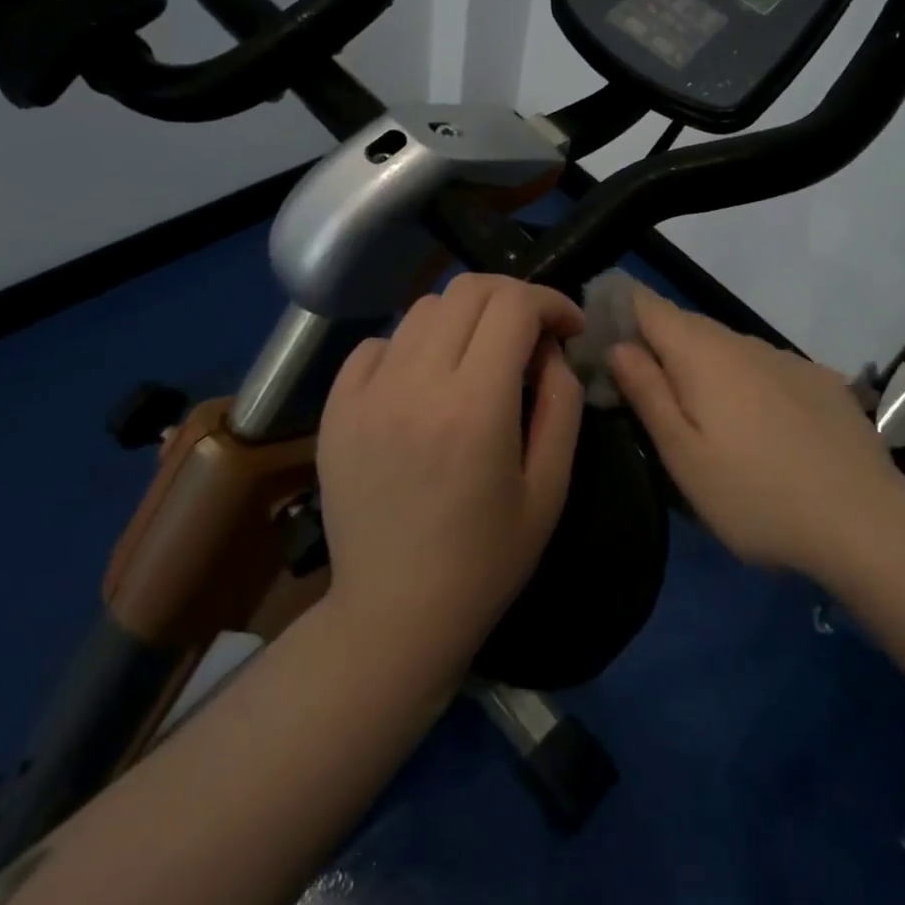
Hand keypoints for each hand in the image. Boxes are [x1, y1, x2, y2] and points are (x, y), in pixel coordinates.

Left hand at [315, 274, 585, 681]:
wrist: (394, 614)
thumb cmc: (486, 559)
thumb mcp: (551, 487)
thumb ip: (562, 403)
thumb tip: (550, 349)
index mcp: (475, 407)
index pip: (514, 305)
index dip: (551, 301)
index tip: (569, 327)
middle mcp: (415, 385)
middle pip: (468, 290)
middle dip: (513, 297)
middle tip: (532, 333)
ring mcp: (366, 394)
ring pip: (424, 308)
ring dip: (466, 317)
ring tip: (481, 356)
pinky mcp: (336, 409)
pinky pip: (378, 343)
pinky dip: (414, 344)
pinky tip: (427, 382)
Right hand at [608, 284, 903, 577]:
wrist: (864, 520)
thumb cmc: (754, 495)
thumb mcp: (683, 455)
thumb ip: (647, 392)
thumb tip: (619, 345)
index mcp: (702, 354)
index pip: (650, 306)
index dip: (622, 309)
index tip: (602, 334)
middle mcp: (744, 342)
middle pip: (688, 326)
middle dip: (661, 345)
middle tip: (645, 390)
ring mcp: (787, 359)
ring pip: (730, 348)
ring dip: (706, 366)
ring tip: (704, 416)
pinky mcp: (821, 380)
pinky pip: (767, 368)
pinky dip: (748, 383)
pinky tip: (761, 427)